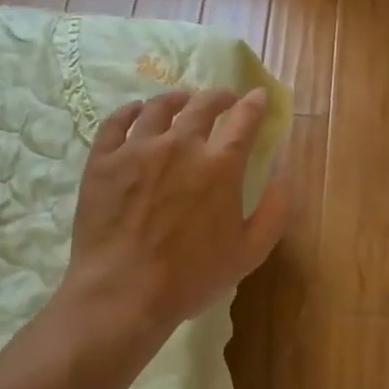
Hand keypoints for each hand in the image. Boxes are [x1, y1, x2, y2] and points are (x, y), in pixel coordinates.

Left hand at [56, 88, 289, 365]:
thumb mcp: (250, 252)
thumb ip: (275, 210)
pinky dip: (130, 111)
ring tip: (181, 100)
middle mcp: (180, 145)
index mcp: (219, 165)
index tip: (258, 96)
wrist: (122, 293)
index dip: (254, 104)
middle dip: (219, 97)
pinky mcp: (103, 160)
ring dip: (176, 99)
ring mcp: (137, 149)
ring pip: (158, 107)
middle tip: (223, 99)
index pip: (244, 119)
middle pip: (202, 105)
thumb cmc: (190, 277)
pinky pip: (116, 122)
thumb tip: (285, 175)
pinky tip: (136, 111)